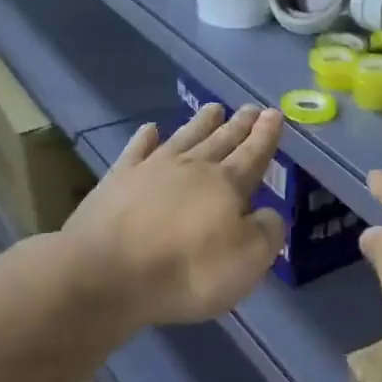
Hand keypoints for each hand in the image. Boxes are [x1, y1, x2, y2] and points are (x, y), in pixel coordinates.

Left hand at [53, 104, 285, 331]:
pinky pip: (136, 150)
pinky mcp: (116, 181)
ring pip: (184, 138)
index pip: (253, 154)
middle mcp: (192, 168)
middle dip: (239, 125)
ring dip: (201, 123)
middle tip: (250, 107)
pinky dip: (145, 138)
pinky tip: (150, 129)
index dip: (266, 136)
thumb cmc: (187, 270)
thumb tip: (269, 214)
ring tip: (214, 108)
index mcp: (227, 184)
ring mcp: (151, 170)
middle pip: (222, 140)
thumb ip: (266, 232)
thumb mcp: (248, 260)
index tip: (275, 113)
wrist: (106, 273)